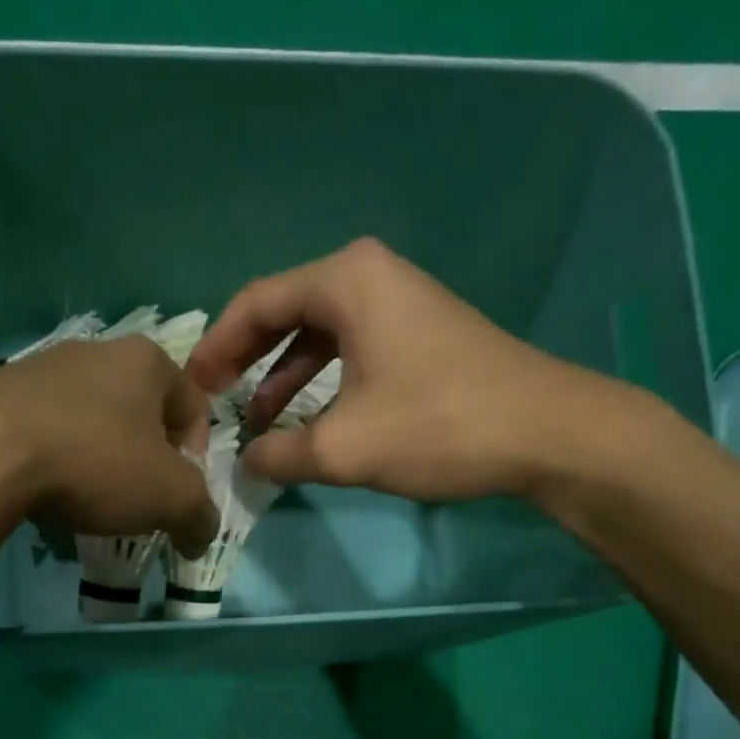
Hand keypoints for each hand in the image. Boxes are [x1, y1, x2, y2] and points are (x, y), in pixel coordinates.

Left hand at [0, 335, 219, 557]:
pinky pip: (45, 429)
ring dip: (99, 459)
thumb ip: (199, 516)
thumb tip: (199, 537)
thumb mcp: (170, 499)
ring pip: (90, 419)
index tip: (178, 495)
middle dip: (146, 459)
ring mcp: (41, 367)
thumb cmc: (95, 463)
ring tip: (86, 500)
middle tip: (136, 501)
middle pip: (140, 412)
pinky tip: (43, 490)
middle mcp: (96, 351)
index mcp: (146, 361)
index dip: (196, 457)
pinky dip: (55, 459)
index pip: (193, 406)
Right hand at [187, 238, 648, 502]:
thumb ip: (280, 455)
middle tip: (213, 401)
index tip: (192, 389)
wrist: (547, 432)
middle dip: (244, 360)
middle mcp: (369, 276)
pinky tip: (309, 421)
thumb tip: (245, 462)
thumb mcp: (343, 448)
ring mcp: (398, 302)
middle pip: (283, 312)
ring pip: (317, 334)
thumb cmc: (438, 425)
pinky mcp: (419, 332)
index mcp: (344, 281)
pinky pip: (349, 348)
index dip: (216, 349)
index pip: (255, 304)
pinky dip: (320, 382)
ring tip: (257, 424)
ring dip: (281, 377)